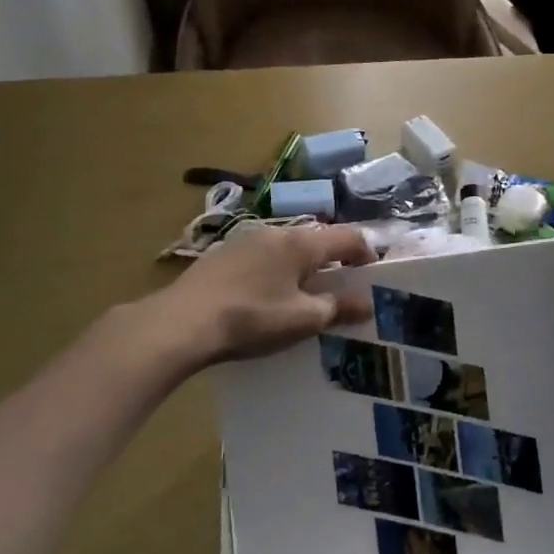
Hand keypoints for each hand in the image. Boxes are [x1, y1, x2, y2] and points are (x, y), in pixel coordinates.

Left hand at [158, 223, 374, 365]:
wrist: (181, 322)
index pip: (349, 237)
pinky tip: (267, 298)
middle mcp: (278, 231)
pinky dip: (278, 272)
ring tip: (305, 298)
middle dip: (335, 264)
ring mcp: (247, 239)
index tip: (372, 280)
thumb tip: (366, 302)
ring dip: (304, 268)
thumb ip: (338, 308)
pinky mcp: (224, 254)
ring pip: (289, 248)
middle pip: (319, 240)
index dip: (367, 255)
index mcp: (303, 242)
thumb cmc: (252, 318)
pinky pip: (265, 257)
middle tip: (341, 294)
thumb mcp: (303, 319)